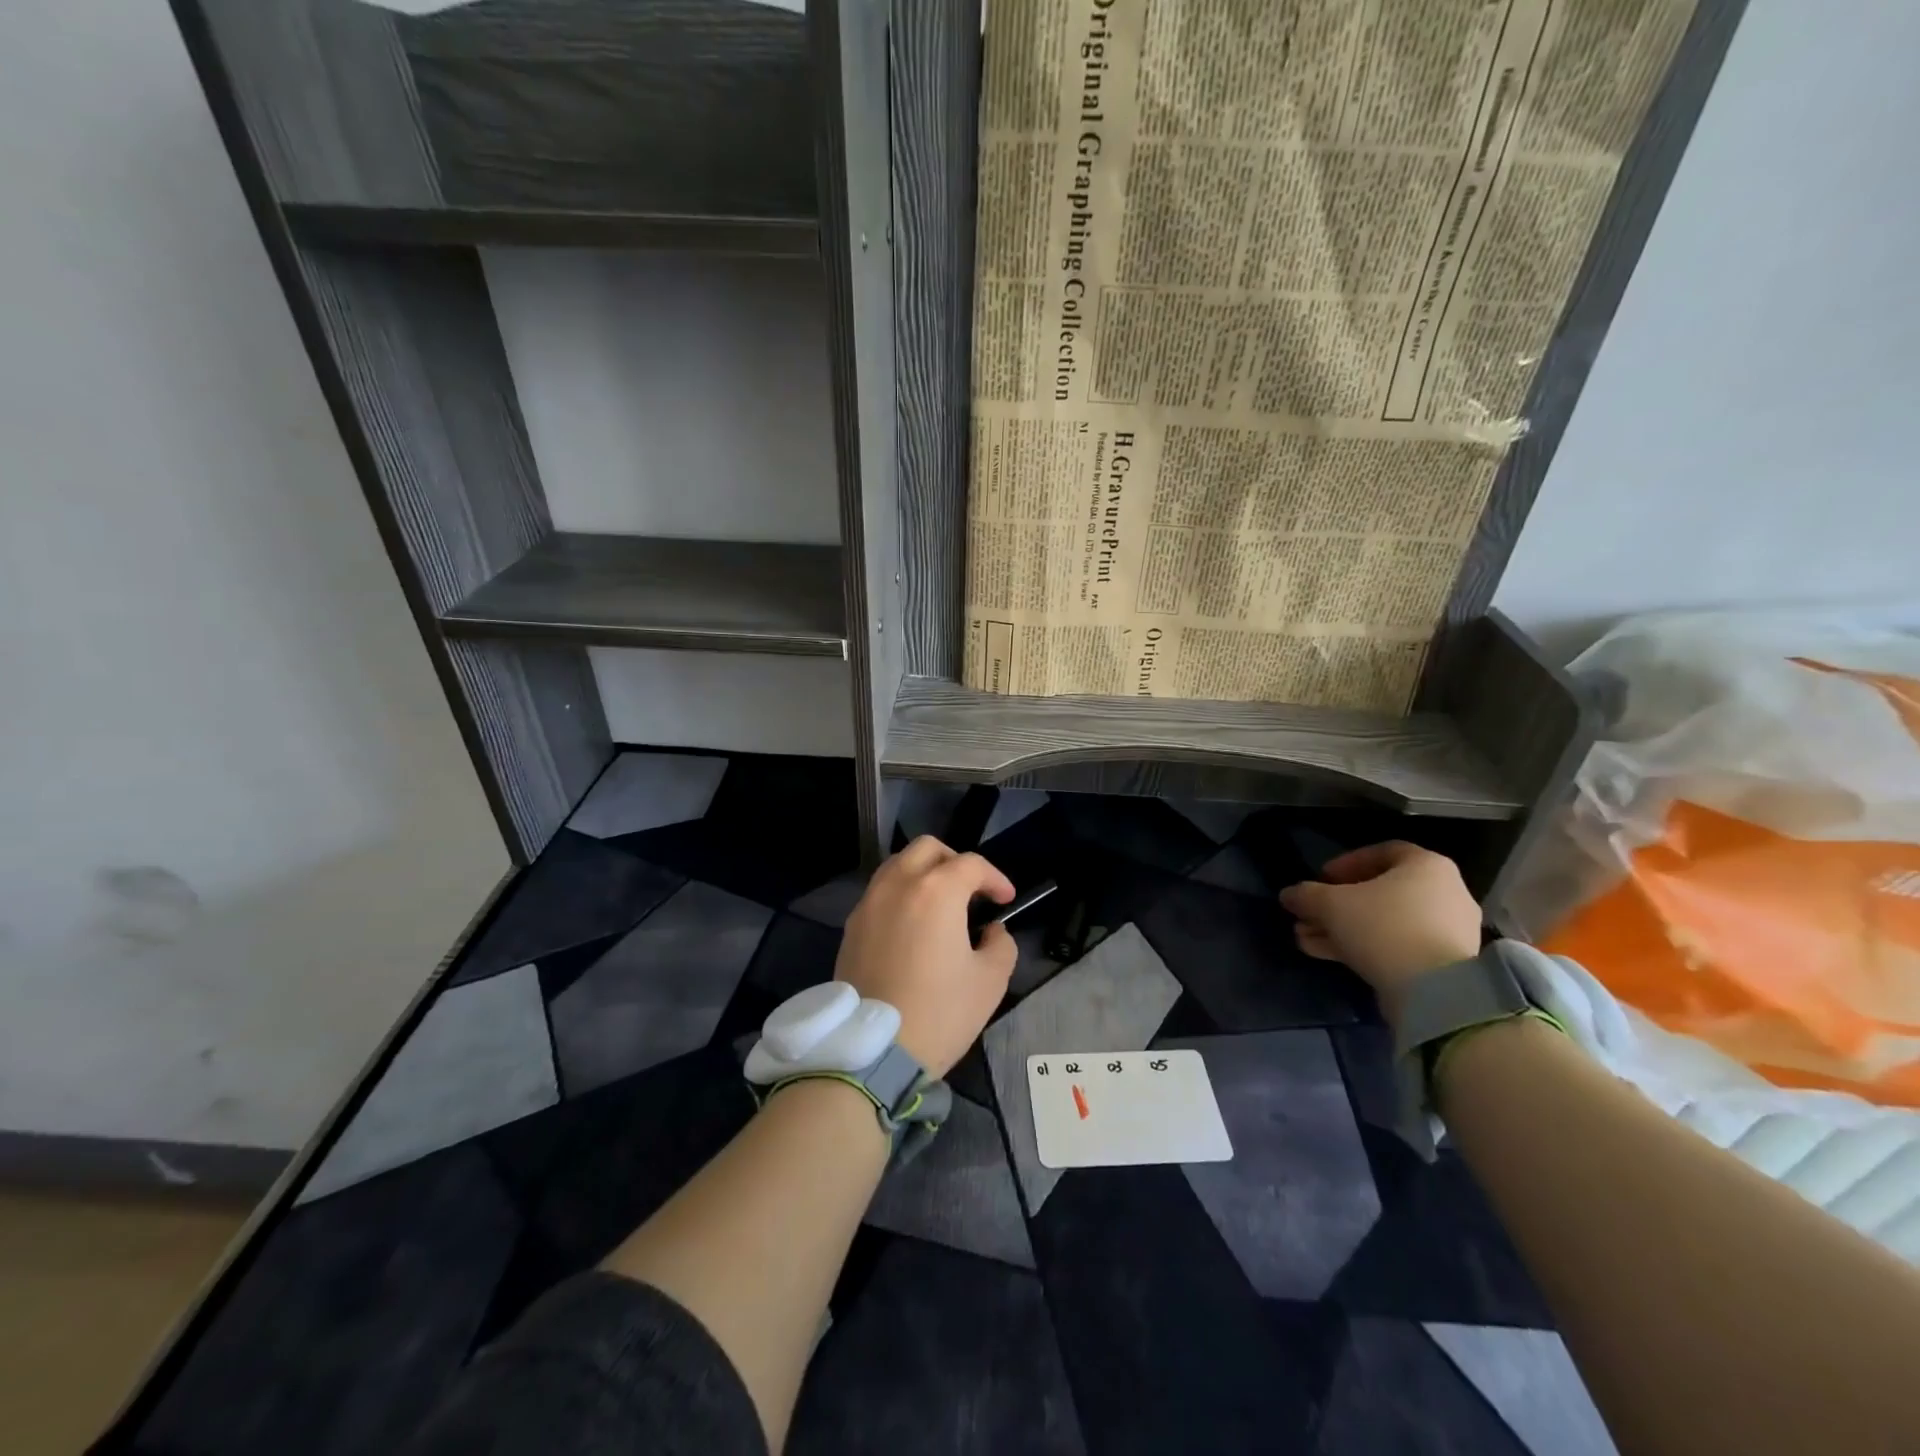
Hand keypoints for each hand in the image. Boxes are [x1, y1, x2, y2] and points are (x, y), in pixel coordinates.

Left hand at [835, 837, 1016, 1076]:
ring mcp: (869, 903)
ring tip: (940, 905)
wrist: (872, 1051)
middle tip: (971, 891)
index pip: (971, 864)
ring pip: (898, 865)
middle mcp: (898, 885)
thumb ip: (1001, 944)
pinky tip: (912, 927)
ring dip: (923, 873)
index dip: (995, 878)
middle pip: (928, 849)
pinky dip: (900, 895)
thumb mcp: (990, 981)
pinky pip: (880, 893)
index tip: (1006, 900)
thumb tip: (991, 931)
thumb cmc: (939, 1012)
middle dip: (955, 861)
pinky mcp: (851, 926)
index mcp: (936, 891)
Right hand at [1277, 842, 1481, 1024]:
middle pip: (1380, 892)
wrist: (1433, 992)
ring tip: (1307, 938)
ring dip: (1343, 928)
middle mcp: (1444, 892)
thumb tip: (1288, 895)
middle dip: (1336, 904)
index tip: (1321, 879)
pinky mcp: (1443, 963)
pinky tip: (1326, 955)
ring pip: (1384, 921)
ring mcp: (1447, 930)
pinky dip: (1364, 946)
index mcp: (1426, 866)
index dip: (1345, 863)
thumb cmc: (1383, 928)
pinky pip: (1397, 945)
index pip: (1381, 852)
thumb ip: (1306, 895)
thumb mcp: (1331, 905)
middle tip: (1308, 914)